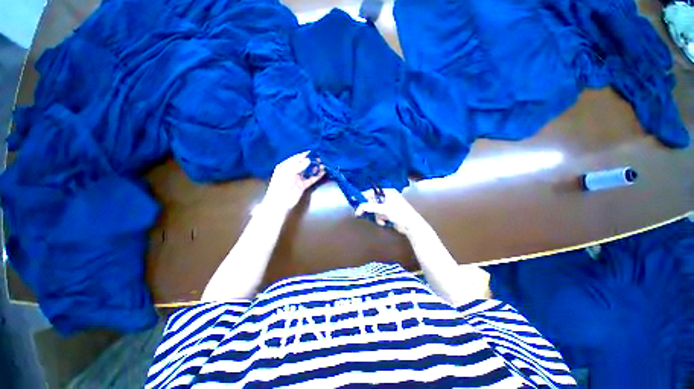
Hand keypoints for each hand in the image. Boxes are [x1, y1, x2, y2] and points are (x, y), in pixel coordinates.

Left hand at [263, 151, 324, 211]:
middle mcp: (292, 171)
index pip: (296, 158)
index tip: (313, 151)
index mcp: (285, 166)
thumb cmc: (281, 185)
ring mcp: (298, 178)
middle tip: (320, 158)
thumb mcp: (288, 172)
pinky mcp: (303, 185)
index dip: (304, 154)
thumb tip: (308, 160)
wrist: (280, 202)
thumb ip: (299, 165)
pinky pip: (311, 179)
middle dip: (311, 161)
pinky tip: (322, 172)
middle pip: (303, 164)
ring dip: (315, 168)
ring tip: (323, 164)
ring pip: (308, 171)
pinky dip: (317, 176)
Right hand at [354, 189, 427, 235]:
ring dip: (377, 216)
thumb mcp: (383, 209)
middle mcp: (388, 197)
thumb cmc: (399, 213)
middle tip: (363, 213)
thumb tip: (357, 209)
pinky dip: (380, 219)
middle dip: (371, 209)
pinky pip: (379, 215)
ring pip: (375, 209)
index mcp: (388, 192)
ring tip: (382, 220)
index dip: (363, 197)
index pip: (372, 192)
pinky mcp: (389, 213)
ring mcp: (388, 205)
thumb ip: (369, 207)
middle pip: (372, 201)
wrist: (411, 226)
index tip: (355, 201)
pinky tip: (384, 222)